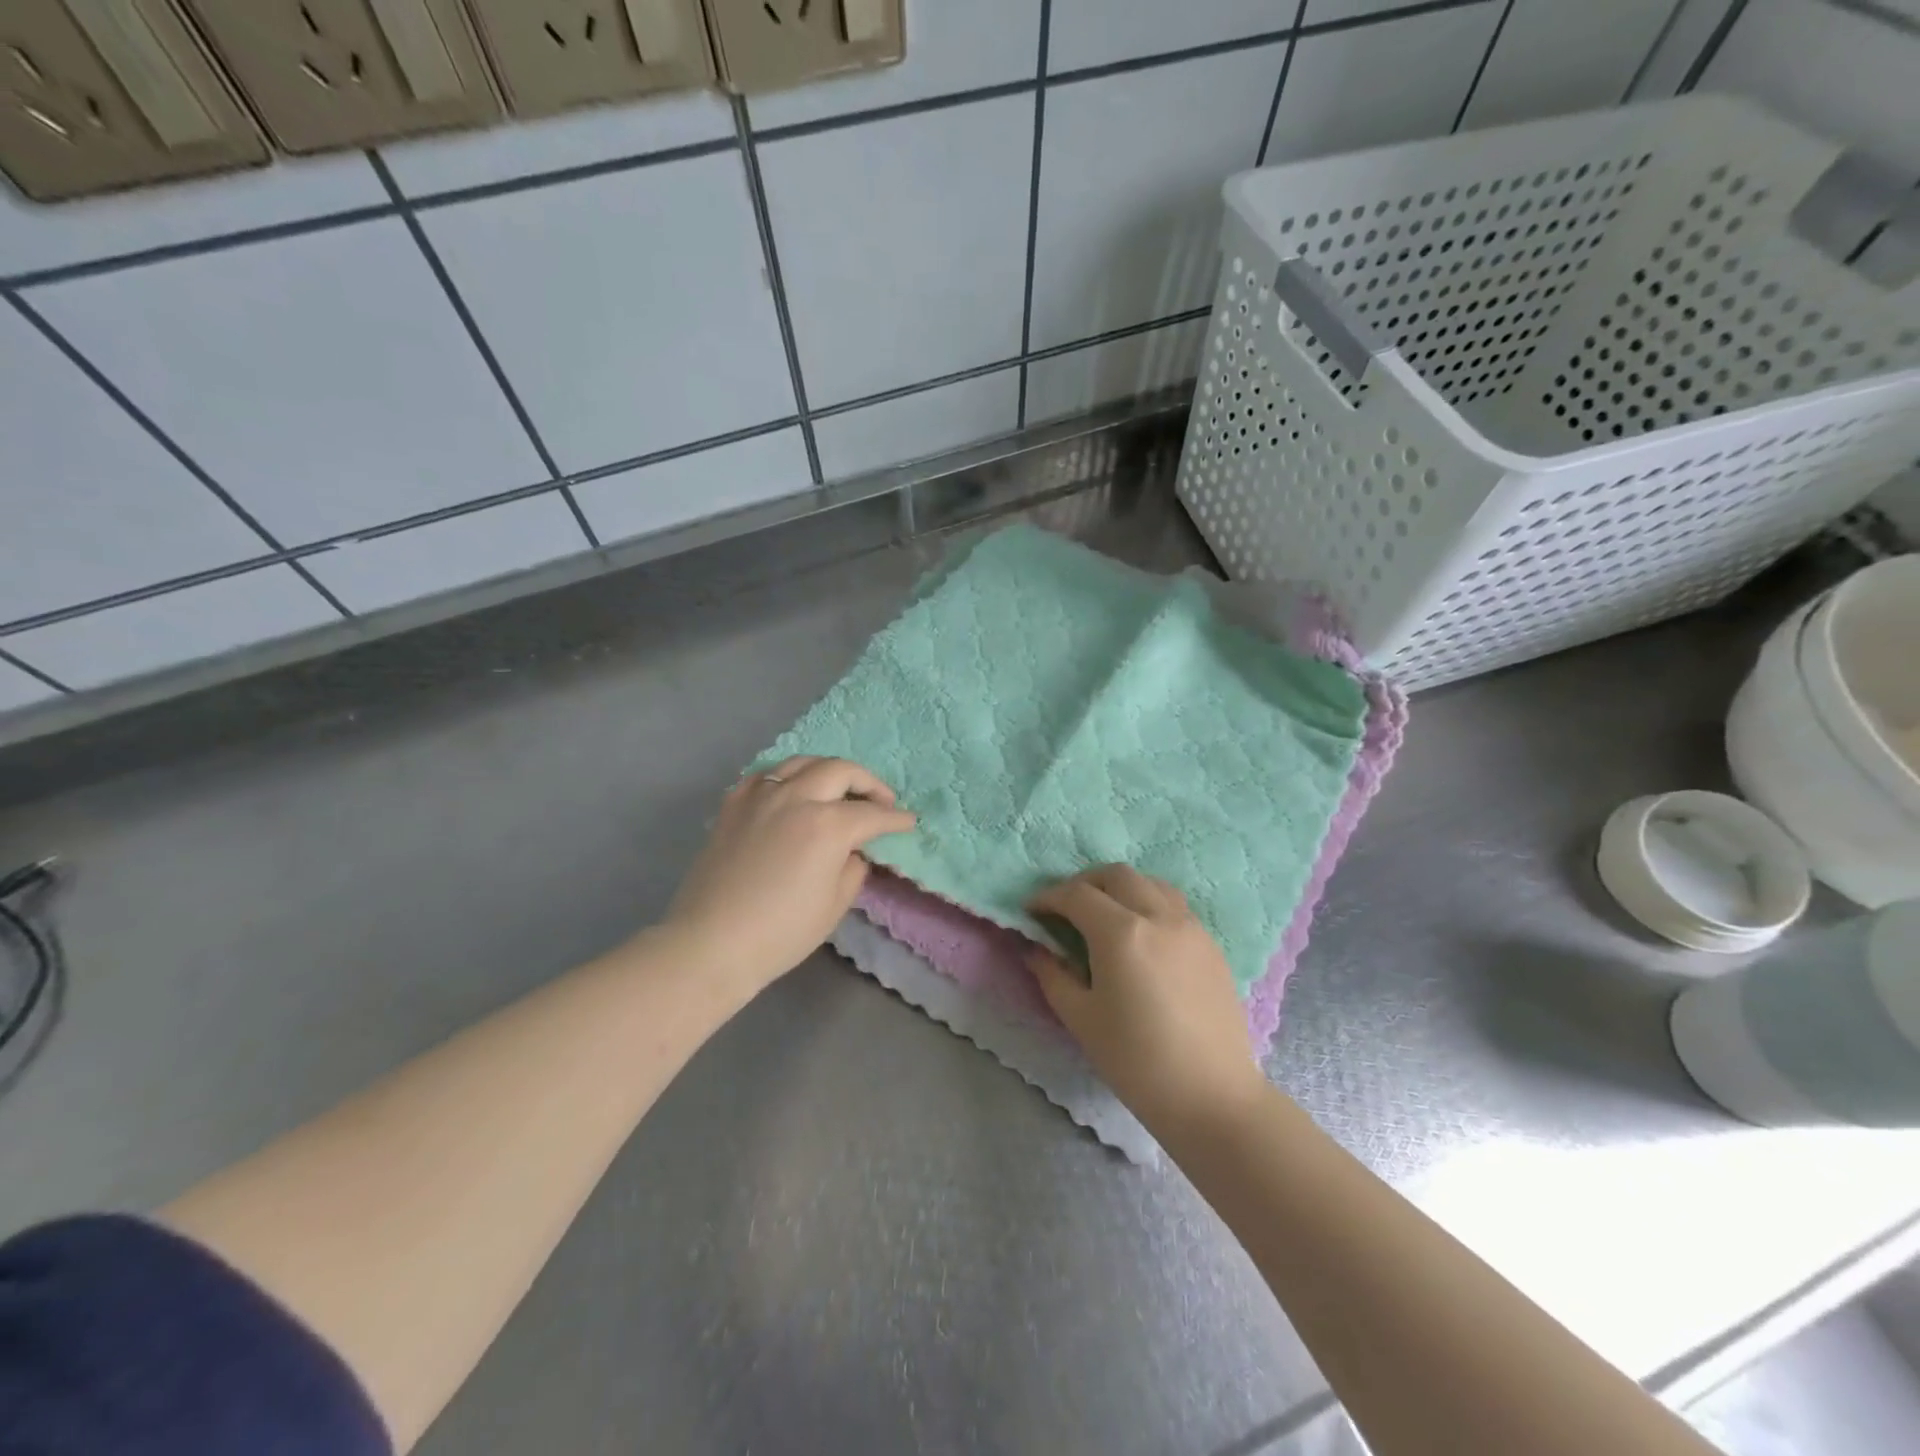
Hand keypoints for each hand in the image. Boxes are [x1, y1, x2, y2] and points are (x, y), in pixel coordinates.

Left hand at [667, 756, 914, 992]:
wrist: (711, 943)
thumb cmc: (781, 932)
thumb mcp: (834, 905)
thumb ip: (853, 869)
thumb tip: (852, 851)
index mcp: (827, 825)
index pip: (872, 815)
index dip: (896, 819)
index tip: (909, 822)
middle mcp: (796, 798)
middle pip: (841, 771)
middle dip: (869, 783)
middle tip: (881, 801)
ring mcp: (761, 796)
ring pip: (803, 762)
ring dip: (829, 770)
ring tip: (839, 788)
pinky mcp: (734, 803)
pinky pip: (767, 775)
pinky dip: (788, 777)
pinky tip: (792, 792)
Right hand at [1028, 865, 1263, 1134]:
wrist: (1211, 1096)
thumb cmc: (1136, 1061)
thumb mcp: (1081, 1019)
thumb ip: (1052, 975)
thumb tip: (1033, 948)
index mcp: (1121, 933)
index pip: (1076, 895)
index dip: (1048, 898)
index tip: (1032, 911)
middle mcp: (1158, 916)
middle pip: (1116, 876)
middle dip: (1084, 883)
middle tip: (1065, 907)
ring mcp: (1190, 927)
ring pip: (1150, 883)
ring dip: (1120, 887)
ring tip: (1104, 913)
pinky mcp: (1210, 944)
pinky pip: (1174, 904)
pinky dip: (1148, 902)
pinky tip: (1140, 933)